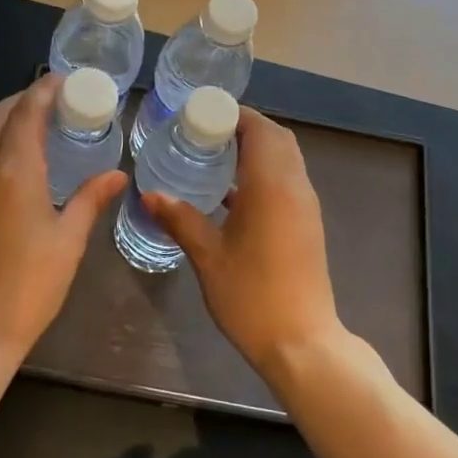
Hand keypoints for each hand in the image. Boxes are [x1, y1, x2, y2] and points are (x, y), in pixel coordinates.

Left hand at [0, 76, 126, 360]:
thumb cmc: (28, 287)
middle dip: (23, 100)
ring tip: (34, 122)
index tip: (62, 80)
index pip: (26, 114)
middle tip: (52, 99)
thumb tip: (117, 174)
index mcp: (13, 172)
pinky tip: (11, 157)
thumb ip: (90, 199)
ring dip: (4, 120)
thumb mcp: (68, 242)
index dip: (43, 91)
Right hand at [144, 107, 342, 375]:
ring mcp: (305, 206)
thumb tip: (150, 194)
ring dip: (256, 149)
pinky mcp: (307, 224)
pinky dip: (264, 172)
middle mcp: (295, 186)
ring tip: (214, 156)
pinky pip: (287, 180)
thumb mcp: (208, 256)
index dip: (233, 115)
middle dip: (244, 127)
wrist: (301, 343)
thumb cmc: (251, 296)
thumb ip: (180, 219)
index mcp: (272, 185)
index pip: (259, 129)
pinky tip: (231, 193)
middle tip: (206, 132)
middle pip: (277, 138)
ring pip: (285, 159)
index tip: (202, 115)